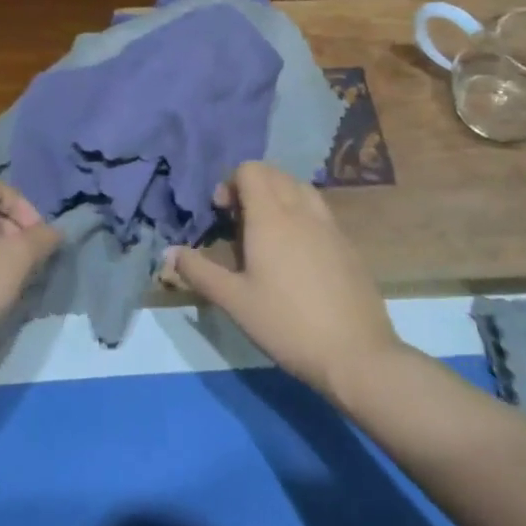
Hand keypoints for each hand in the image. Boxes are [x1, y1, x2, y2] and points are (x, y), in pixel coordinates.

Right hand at [161, 161, 404, 397]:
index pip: (251, 170)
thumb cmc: (286, 324)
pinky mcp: (348, 246)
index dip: (230, 183)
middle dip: (252, 187)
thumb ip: (199, 272)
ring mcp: (331, 227)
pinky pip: (319, 212)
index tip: (222, 214)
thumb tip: (169, 253)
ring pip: (300, 189)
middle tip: (239, 224)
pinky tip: (296, 255)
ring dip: (279, 197)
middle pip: (275, 174)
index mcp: (271, 217)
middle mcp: (302, 211)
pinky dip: (301, 215)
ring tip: (267, 233)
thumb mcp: (234, 301)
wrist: (356, 355)